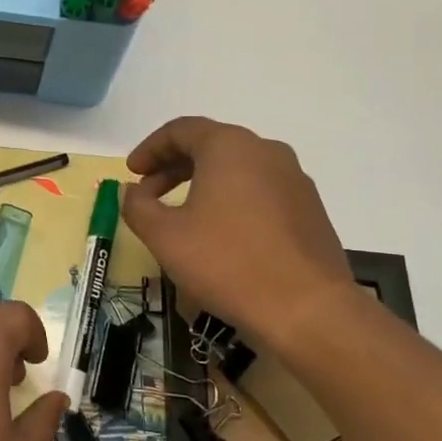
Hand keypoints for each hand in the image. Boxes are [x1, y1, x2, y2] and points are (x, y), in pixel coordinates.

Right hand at [122, 116, 359, 353]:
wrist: (309, 310)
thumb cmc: (227, 262)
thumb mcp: (165, 236)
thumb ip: (137, 206)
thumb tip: (132, 192)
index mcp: (229, 146)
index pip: (181, 130)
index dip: (150, 149)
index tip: (131, 173)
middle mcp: (265, 151)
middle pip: (210, 145)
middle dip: (173, 166)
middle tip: (148, 193)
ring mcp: (294, 179)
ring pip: (237, 168)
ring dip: (202, 183)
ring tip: (182, 215)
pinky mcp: (310, 208)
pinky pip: (260, 190)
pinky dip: (232, 199)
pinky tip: (221, 233)